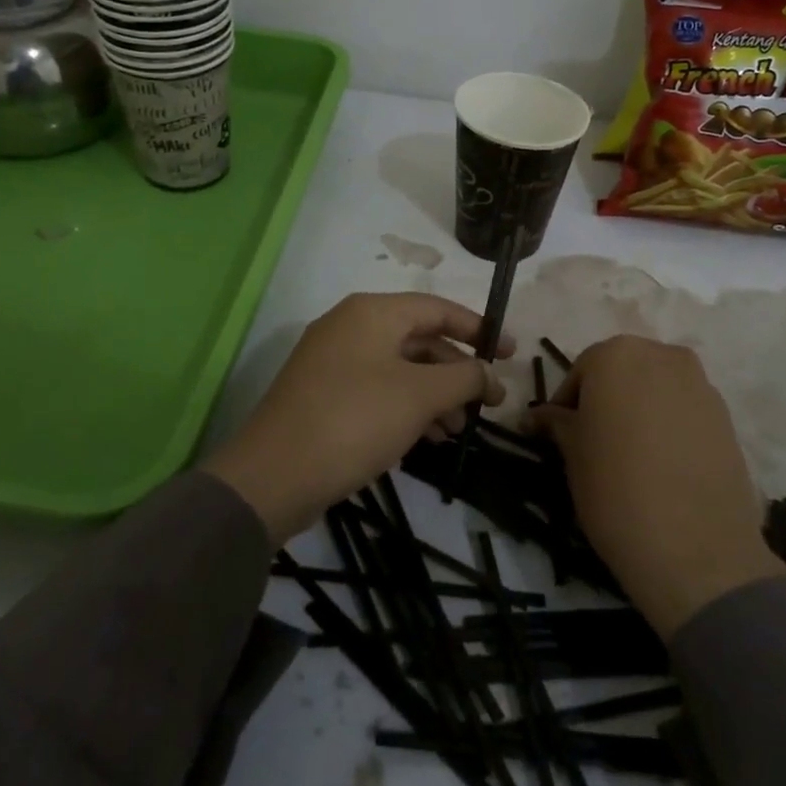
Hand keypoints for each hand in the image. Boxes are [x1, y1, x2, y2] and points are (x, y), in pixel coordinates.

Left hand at [202, 293, 510, 544]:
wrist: (274, 476)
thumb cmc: (355, 420)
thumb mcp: (420, 395)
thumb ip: (463, 378)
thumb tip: (488, 375)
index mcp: (372, 312)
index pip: (438, 309)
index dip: (479, 329)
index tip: (511, 354)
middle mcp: (350, 327)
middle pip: (419, 339)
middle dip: (456, 371)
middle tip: (487, 403)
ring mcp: (333, 362)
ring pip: (400, 368)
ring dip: (435, 395)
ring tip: (457, 430)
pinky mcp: (324, 395)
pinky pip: (378, 390)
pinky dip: (407, 407)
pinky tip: (425, 438)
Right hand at [532, 335, 785, 636]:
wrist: (696, 548)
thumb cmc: (615, 488)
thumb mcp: (572, 453)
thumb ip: (556, 424)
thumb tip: (535, 416)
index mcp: (616, 355)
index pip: (580, 372)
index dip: (566, 405)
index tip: (560, 436)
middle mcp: (661, 355)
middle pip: (622, 372)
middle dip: (606, 400)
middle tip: (594, 442)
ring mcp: (700, 383)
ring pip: (656, 389)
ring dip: (639, 410)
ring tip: (630, 455)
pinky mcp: (726, 416)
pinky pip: (684, 410)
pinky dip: (669, 425)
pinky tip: (662, 464)